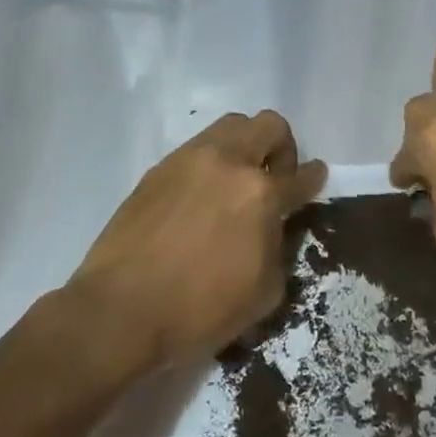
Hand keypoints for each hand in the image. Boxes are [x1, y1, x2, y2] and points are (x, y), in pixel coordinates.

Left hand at [68, 111, 326, 373]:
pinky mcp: (158, 169)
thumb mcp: (264, 293)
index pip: (301, 176)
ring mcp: (189, 161)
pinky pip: (196, 149)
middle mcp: (228, 164)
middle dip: (281, 147)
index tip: (314, 177)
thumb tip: (273, 229)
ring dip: (244, 146)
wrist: (121, 311)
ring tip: (236, 183)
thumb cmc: (200, 311)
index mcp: (261, 194)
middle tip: (274, 178)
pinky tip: (201, 198)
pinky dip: (210, 163)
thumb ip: (278, 249)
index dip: (314, 177)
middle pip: (268, 125)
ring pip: (230, 127)